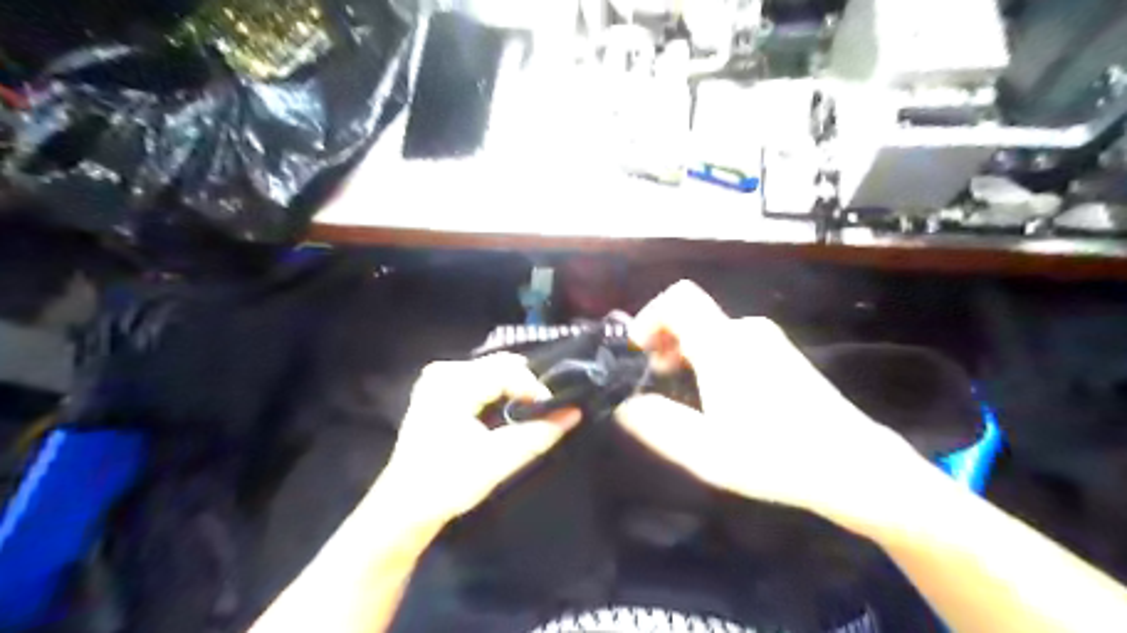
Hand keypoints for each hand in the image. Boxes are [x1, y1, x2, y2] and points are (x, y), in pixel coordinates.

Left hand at [378, 353, 580, 525]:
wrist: (404, 507)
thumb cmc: (448, 483)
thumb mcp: (498, 459)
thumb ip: (538, 433)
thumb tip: (574, 413)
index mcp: (453, 384)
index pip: (507, 371)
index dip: (535, 388)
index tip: (555, 411)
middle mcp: (443, 372)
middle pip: (499, 365)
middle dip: (526, 386)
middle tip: (546, 411)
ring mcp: (438, 379)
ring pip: (491, 371)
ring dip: (514, 389)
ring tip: (531, 412)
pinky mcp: (438, 390)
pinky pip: (480, 379)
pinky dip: (499, 392)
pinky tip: (507, 412)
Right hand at [616, 279, 934, 528]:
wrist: (852, 465)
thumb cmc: (774, 455)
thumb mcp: (705, 450)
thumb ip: (657, 423)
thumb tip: (625, 406)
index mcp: (724, 344)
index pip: (679, 298)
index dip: (650, 315)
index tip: (638, 350)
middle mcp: (746, 331)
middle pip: (692, 315)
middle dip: (664, 340)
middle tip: (657, 379)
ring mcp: (769, 341)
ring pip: (712, 331)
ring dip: (687, 352)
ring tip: (685, 392)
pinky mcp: (783, 355)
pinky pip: (733, 342)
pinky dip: (711, 357)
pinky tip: (719, 397)